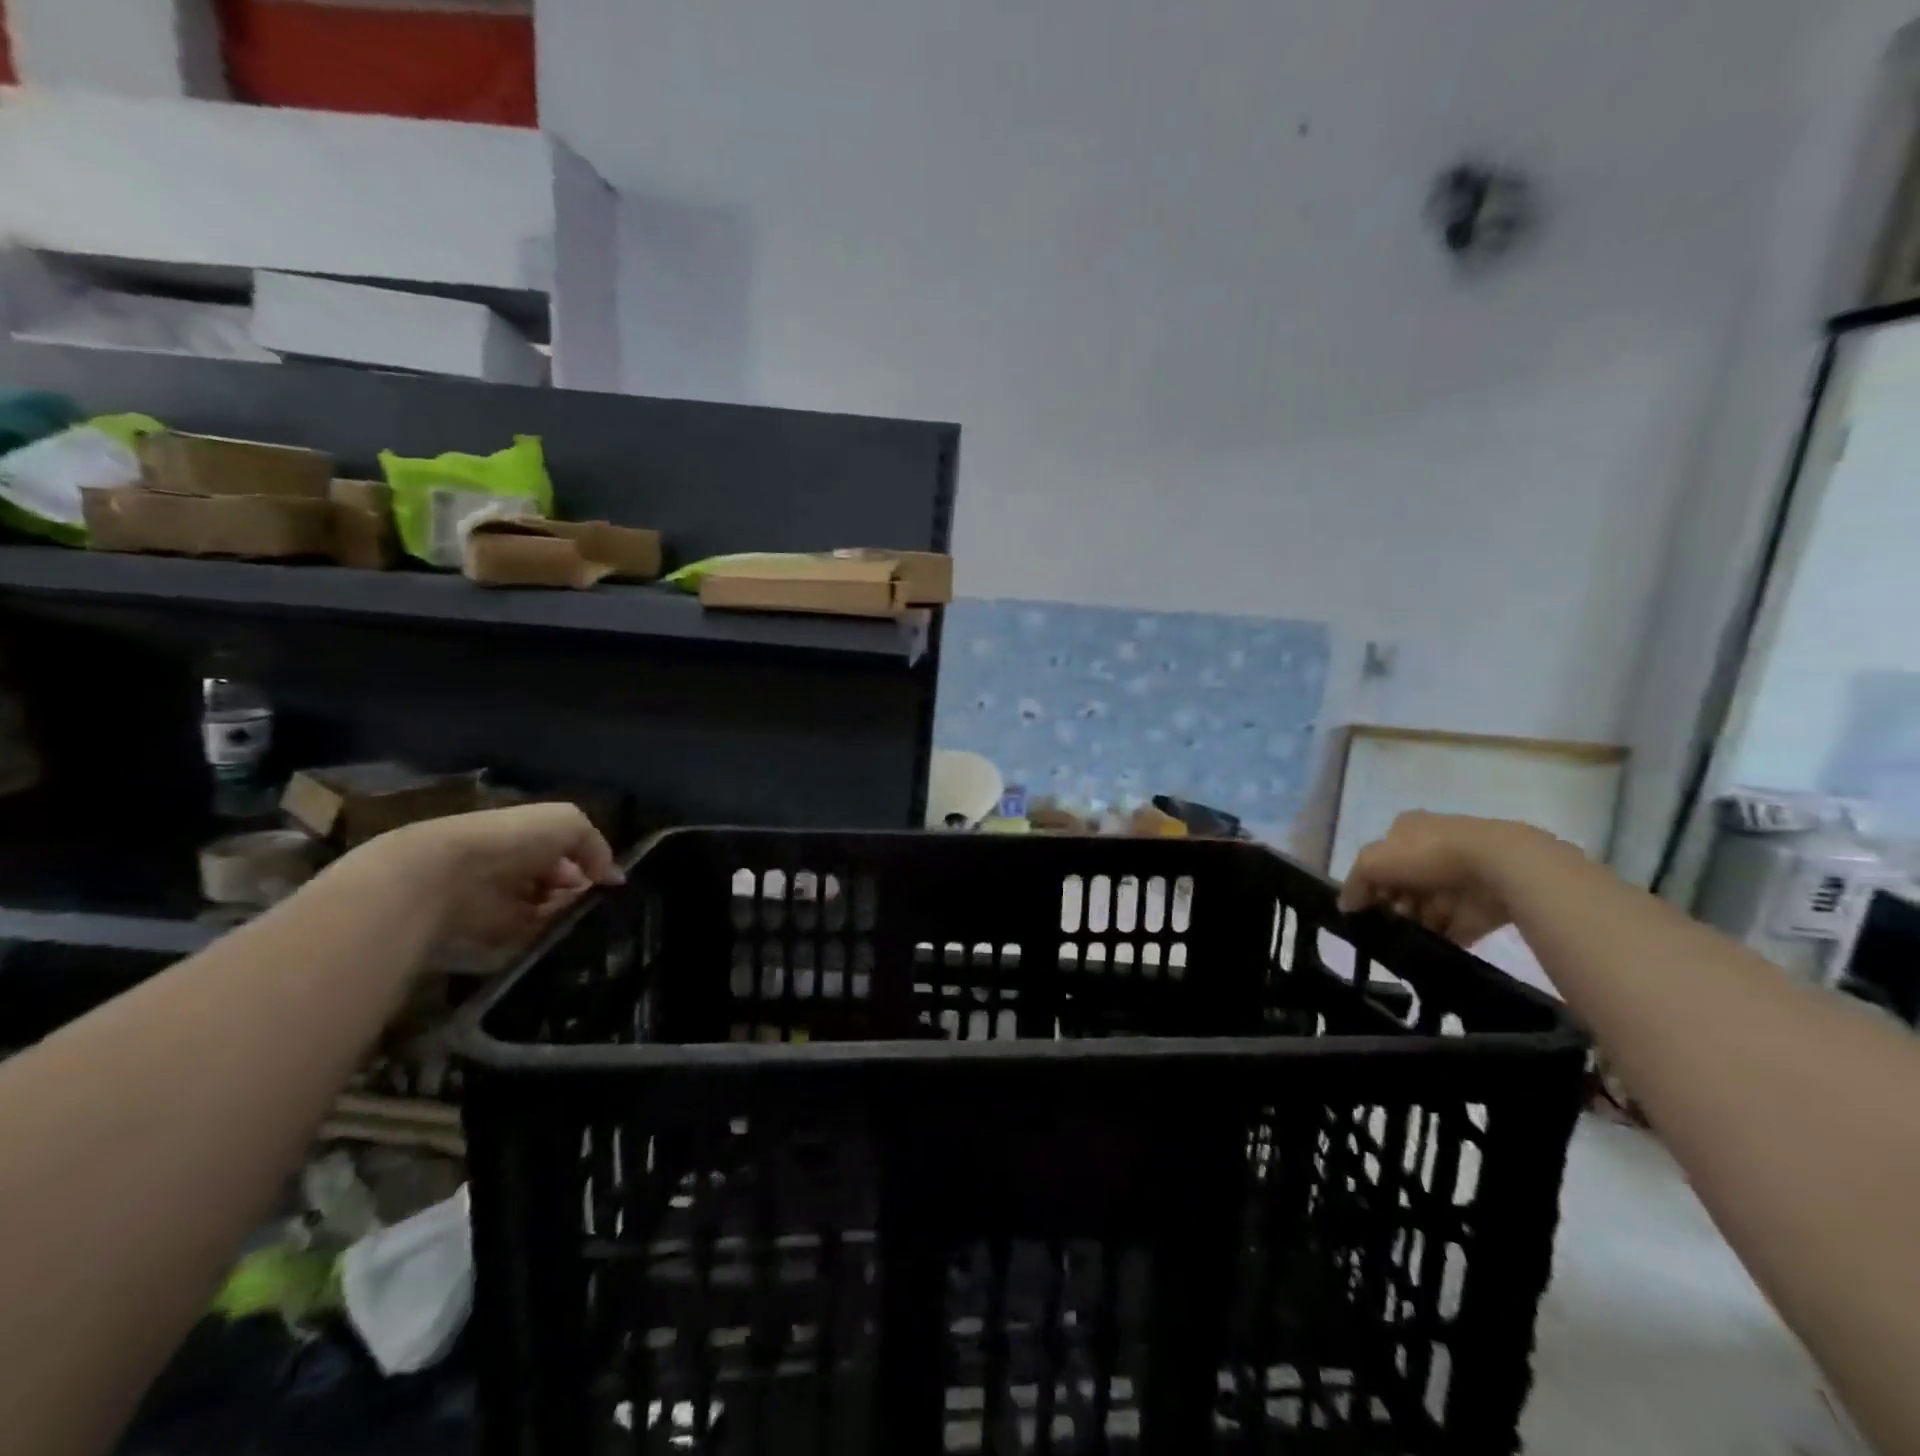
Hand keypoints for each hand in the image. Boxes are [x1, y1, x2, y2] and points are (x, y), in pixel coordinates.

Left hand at [360, 803, 622, 946]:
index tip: (606, 879)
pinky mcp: (493, 934)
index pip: (569, 853)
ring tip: (579, 919)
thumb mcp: (569, 824)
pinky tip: (562, 934)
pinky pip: (532, 938)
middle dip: (581, 893)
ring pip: (550, 912)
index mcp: (530, 837)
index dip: (590, 863)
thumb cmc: (513, 838)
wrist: (449, 875)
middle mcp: (518, 867)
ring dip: (567, 916)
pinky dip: (549, 937)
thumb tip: (614, 876)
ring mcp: (504, 901)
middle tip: (594, 902)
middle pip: (561, 885)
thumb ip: (597, 847)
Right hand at [1337, 811, 1562, 946]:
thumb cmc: (1428, 855)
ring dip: (1416, 923)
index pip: (1381, 857)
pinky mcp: (1483, 903)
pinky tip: (1429, 949)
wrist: (1501, 866)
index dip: (1370, 882)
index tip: (1367, 905)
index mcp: (1407, 829)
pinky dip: (1442, 938)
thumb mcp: (1373, 862)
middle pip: (1404, 884)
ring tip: (1407, 940)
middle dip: (1394, 905)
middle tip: (1388, 923)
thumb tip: (1346, 905)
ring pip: (1427, 906)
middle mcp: (1433, 848)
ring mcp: (1461, 876)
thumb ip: (1355, 883)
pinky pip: (1455, 925)